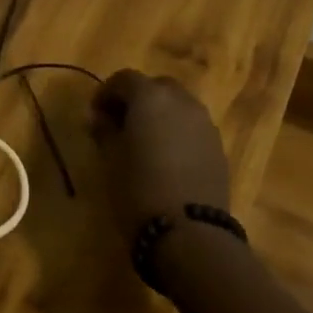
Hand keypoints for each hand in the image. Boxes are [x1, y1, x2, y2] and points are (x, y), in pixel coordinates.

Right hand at [88, 70, 230, 245]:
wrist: (189, 233)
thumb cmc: (138, 190)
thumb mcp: (109, 160)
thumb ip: (104, 131)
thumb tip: (99, 118)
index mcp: (150, 97)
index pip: (124, 79)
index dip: (106, 92)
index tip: (95, 115)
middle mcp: (181, 101)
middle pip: (156, 86)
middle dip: (137, 99)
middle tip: (120, 124)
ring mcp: (204, 123)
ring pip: (178, 106)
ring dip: (160, 115)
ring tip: (144, 142)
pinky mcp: (218, 147)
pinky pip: (192, 127)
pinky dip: (177, 132)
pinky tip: (167, 159)